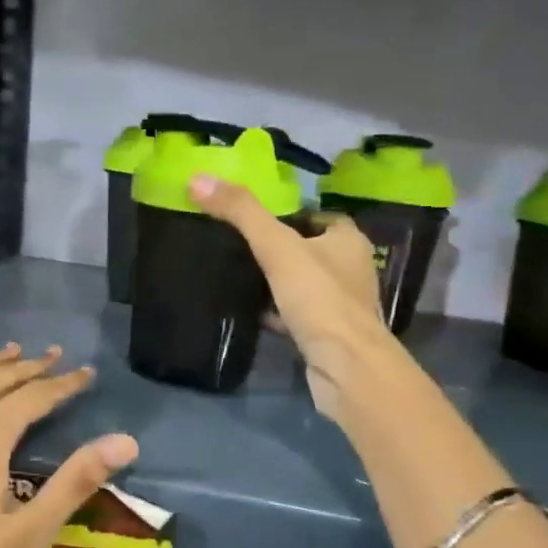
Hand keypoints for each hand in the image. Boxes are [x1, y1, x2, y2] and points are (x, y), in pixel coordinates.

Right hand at [189, 174, 402, 426]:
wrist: (346, 368)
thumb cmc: (319, 299)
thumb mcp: (276, 247)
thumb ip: (241, 213)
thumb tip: (198, 178)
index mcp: (348, 241)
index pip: (319, 216)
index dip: (290, 214)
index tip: (255, 217)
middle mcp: (350, 270)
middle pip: (309, 250)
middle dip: (279, 248)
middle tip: (238, 244)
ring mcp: (340, 306)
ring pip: (302, 285)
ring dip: (276, 282)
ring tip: (237, 275)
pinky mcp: (326, 336)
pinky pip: (297, 315)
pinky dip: (275, 313)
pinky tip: (249, 313)